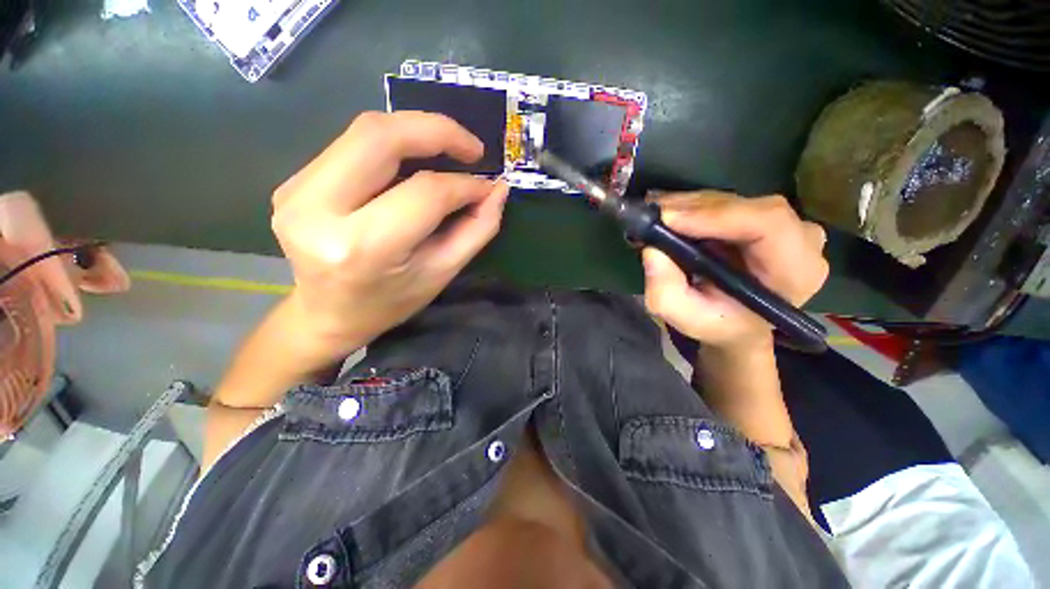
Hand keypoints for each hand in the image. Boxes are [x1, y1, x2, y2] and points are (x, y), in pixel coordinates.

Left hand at [271, 111, 508, 355]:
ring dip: (414, 133)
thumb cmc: (390, 302)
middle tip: (471, 147)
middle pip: (380, 136)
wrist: (326, 315)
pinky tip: (412, 164)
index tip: (487, 185)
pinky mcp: (292, 181)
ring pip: (364, 132)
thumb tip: (497, 189)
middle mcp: (317, 209)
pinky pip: (351, 147)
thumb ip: (475, 230)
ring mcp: (296, 190)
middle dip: (436, 130)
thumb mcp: (441, 273)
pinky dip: (391, 146)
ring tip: (447, 152)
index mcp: (362, 247)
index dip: (464, 184)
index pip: (424, 193)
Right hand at [642, 192, 827, 351]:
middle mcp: (800, 239)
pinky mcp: (760, 215)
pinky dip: (690, 206)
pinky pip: (723, 201)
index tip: (668, 219)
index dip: (716, 215)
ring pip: (729, 199)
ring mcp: (783, 222)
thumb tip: (651, 250)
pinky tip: (667, 217)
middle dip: (691, 209)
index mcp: (795, 271)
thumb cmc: (717, 324)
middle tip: (650, 216)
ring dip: (686, 206)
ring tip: (652, 219)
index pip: (768, 224)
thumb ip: (666, 291)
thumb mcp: (685, 318)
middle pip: (745, 206)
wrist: (736, 323)